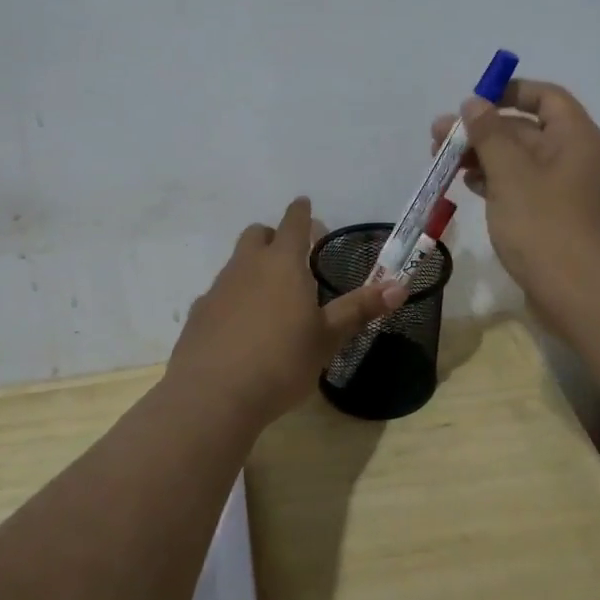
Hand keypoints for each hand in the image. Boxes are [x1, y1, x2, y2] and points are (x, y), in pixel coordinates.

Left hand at [165, 197, 404, 428]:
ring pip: (237, 263)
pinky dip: (234, 299)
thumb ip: (359, 310)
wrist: (212, 396)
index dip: (301, 212)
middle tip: (292, 257)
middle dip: (274, 237)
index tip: (304, 204)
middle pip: (258, 235)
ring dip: (254, 268)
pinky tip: (243, 328)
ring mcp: (218, 289)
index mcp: (283, 264)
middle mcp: (247, 267)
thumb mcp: (327, 338)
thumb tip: (400, 286)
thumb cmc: (281, 362)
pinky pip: (220, 294)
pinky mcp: (198, 314)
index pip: (293, 223)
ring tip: (271, 299)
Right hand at [431, 80, 599, 335]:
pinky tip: (470, 187)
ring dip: (484, 158)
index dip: (509, 92)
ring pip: (521, 162)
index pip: (545, 97)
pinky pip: (524, 189)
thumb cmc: (547, 227)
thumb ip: (489, 134)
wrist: (587, 298)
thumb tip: (474, 102)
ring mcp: (568, 192)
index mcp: (575, 138)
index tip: (472, 101)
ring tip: (444, 164)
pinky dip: (497, 183)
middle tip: (438, 139)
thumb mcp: (511, 174)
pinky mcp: (557, 220)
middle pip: (527, 130)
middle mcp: (576, 159)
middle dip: (483, 130)